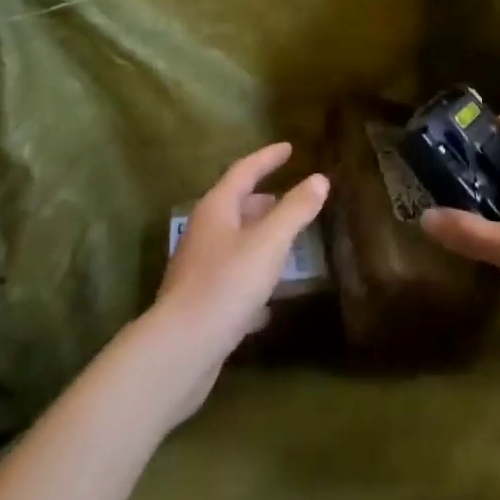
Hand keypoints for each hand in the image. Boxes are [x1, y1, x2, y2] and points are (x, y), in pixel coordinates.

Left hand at [147, 142, 327, 418]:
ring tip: (288, 244)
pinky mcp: (201, 306)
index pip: (244, 171)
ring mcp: (199, 270)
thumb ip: (296, 210)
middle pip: (237, 207)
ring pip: (235, 245)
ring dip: (260, 240)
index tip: (289, 148)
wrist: (180, 351)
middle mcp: (204, 233)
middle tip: (291, 198)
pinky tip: (270, 302)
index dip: (268, 158)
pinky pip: (233, 282)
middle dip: (264, 201)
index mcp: (216, 209)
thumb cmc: (227, 284)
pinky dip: (253, 282)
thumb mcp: (269, 242)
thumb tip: (319, 179)